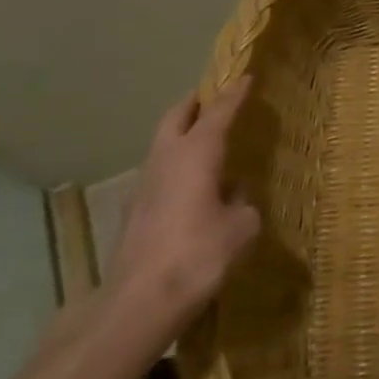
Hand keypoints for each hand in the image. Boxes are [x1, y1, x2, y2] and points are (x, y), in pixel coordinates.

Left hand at [103, 77, 261, 347]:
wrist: (139, 302)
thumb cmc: (199, 254)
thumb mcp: (242, 226)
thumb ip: (242, 203)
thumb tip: (234, 197)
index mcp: (197, 153)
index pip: (218, 112)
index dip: (233, 94)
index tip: (244, 77)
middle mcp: (166, 160)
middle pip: (175, 117)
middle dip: (194, 104)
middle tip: (212, 97)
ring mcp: (143, 186)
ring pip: (162, 145)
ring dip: (181, 135)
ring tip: (204, 140)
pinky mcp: (133, 212)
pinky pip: (158, 174)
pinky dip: (174, 166)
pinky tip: (190, 186)